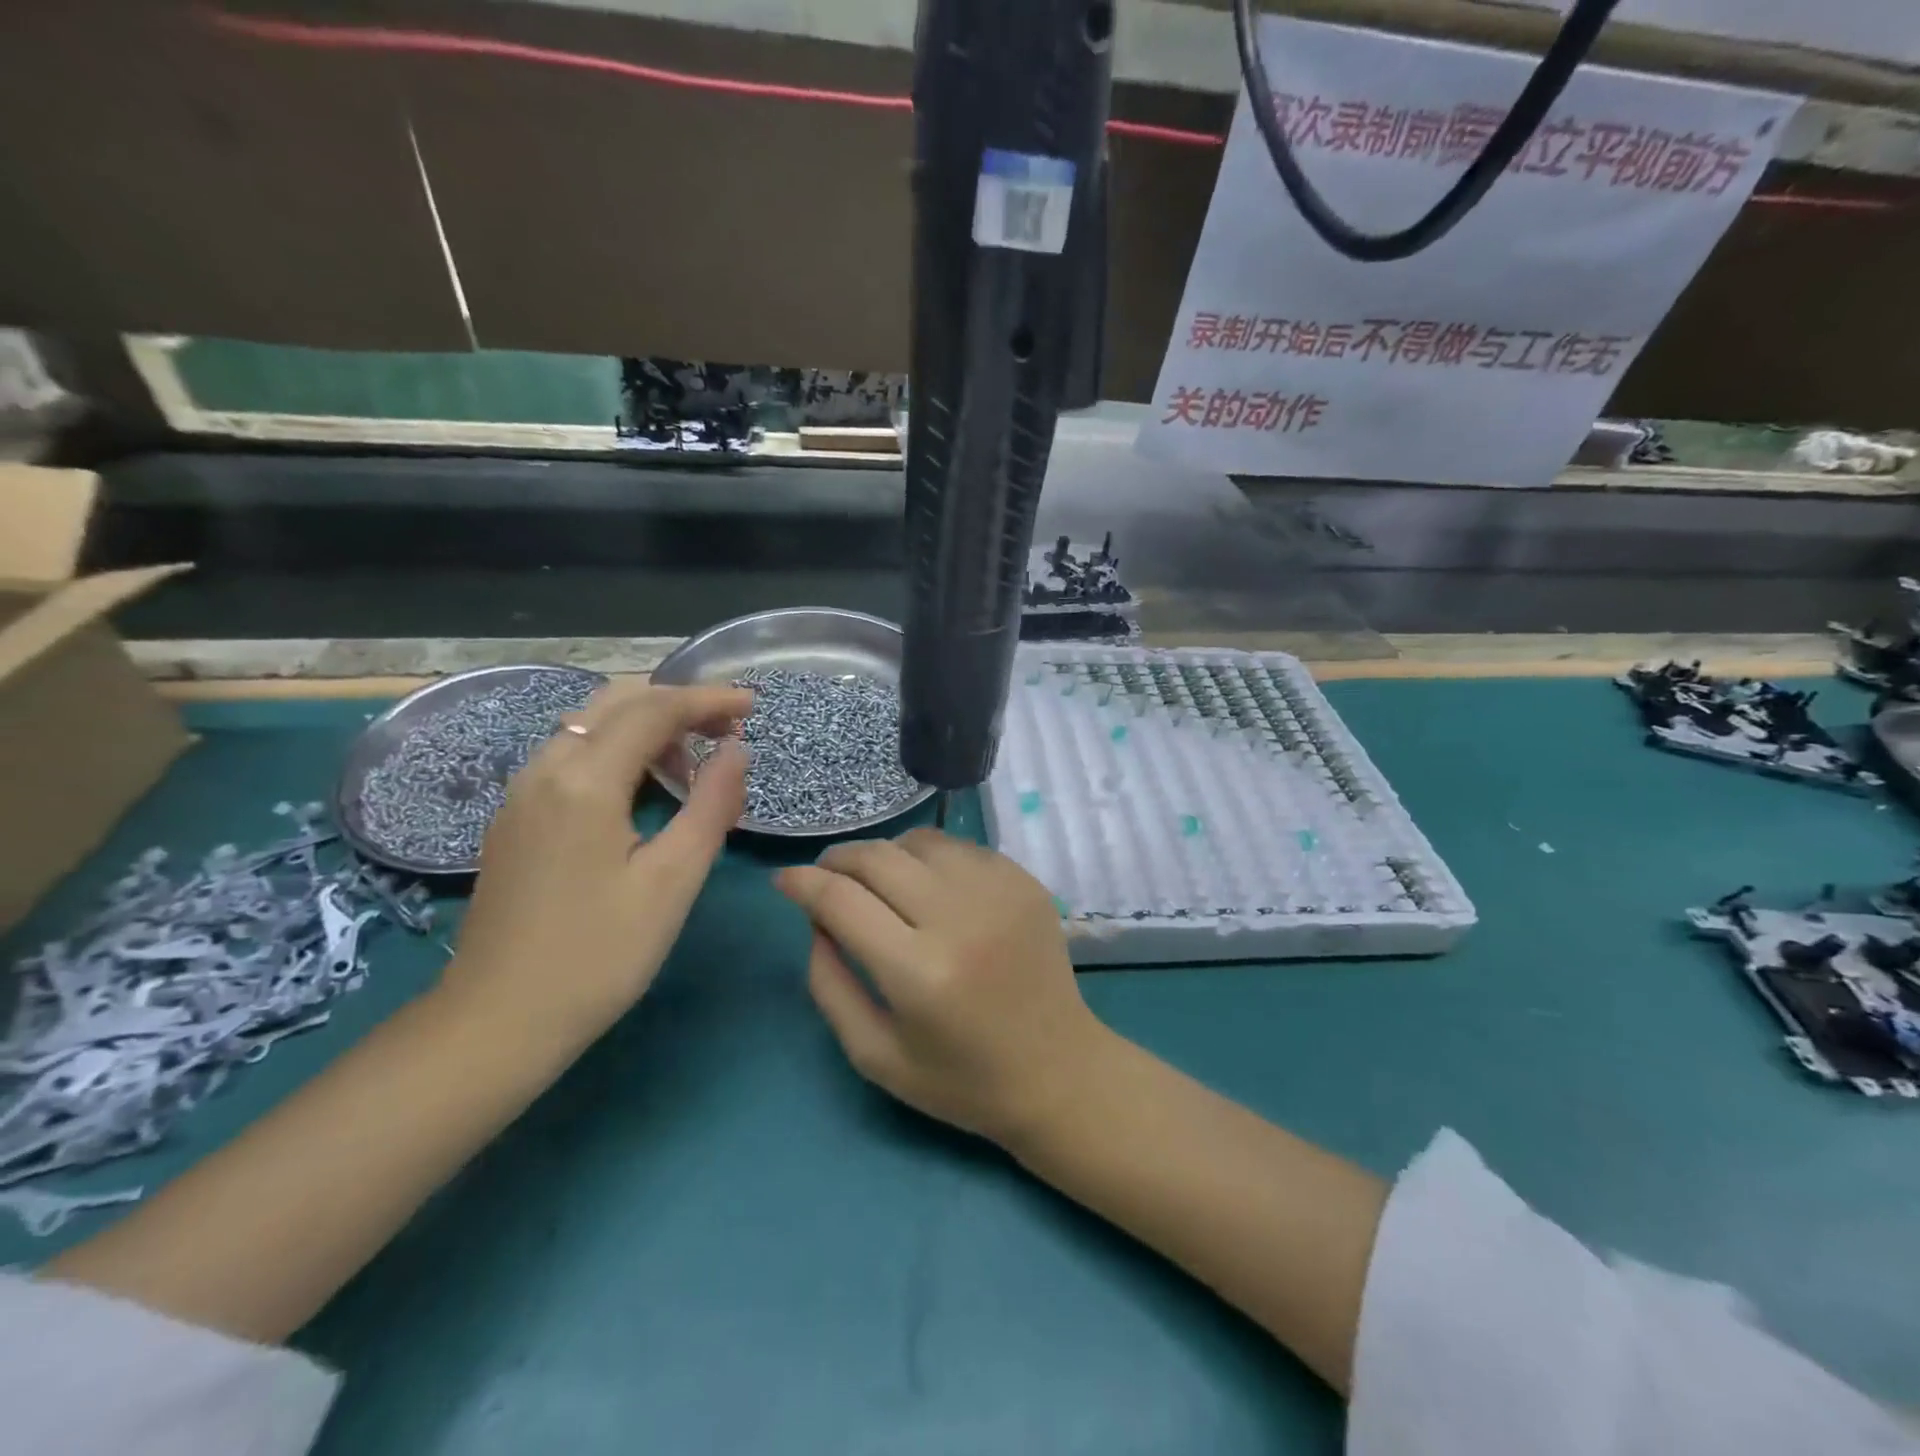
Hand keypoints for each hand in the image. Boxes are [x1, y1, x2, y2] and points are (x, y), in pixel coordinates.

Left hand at [451, 681, 751, 1043]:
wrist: (496, 1022)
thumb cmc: (598, 955)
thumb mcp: (672, 881)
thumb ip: (711, 805)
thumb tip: (736, 750)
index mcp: (583, 781)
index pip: (654, 710)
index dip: (707, 700)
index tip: (752, 705)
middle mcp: (544, 770)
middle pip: (616, 703)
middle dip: (677, 704)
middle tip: (728, 729)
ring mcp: (522, 793)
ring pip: (590, 727)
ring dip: (647, 727)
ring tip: (696, 763)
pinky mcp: (516, 818)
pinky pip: (572, 756)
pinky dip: (618, 751)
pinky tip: (645, 789)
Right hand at [776, 829, 1109, 1147]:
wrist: (1058, 1071)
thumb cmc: (961, 1079)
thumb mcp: (875, 1055)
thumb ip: (829, 984)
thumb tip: (815, 918)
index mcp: (918, 972)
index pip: (841, 900)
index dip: (802, 882)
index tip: (784, 880)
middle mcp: (959, 918)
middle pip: (877, 857)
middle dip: (838, 860)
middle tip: (826, 877)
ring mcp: (998, 891)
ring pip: (919, 841)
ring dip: (885, 855)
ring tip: (877, 882)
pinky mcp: (1024, 880)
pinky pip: (959, 847)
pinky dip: (930, 859)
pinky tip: (929, 888)